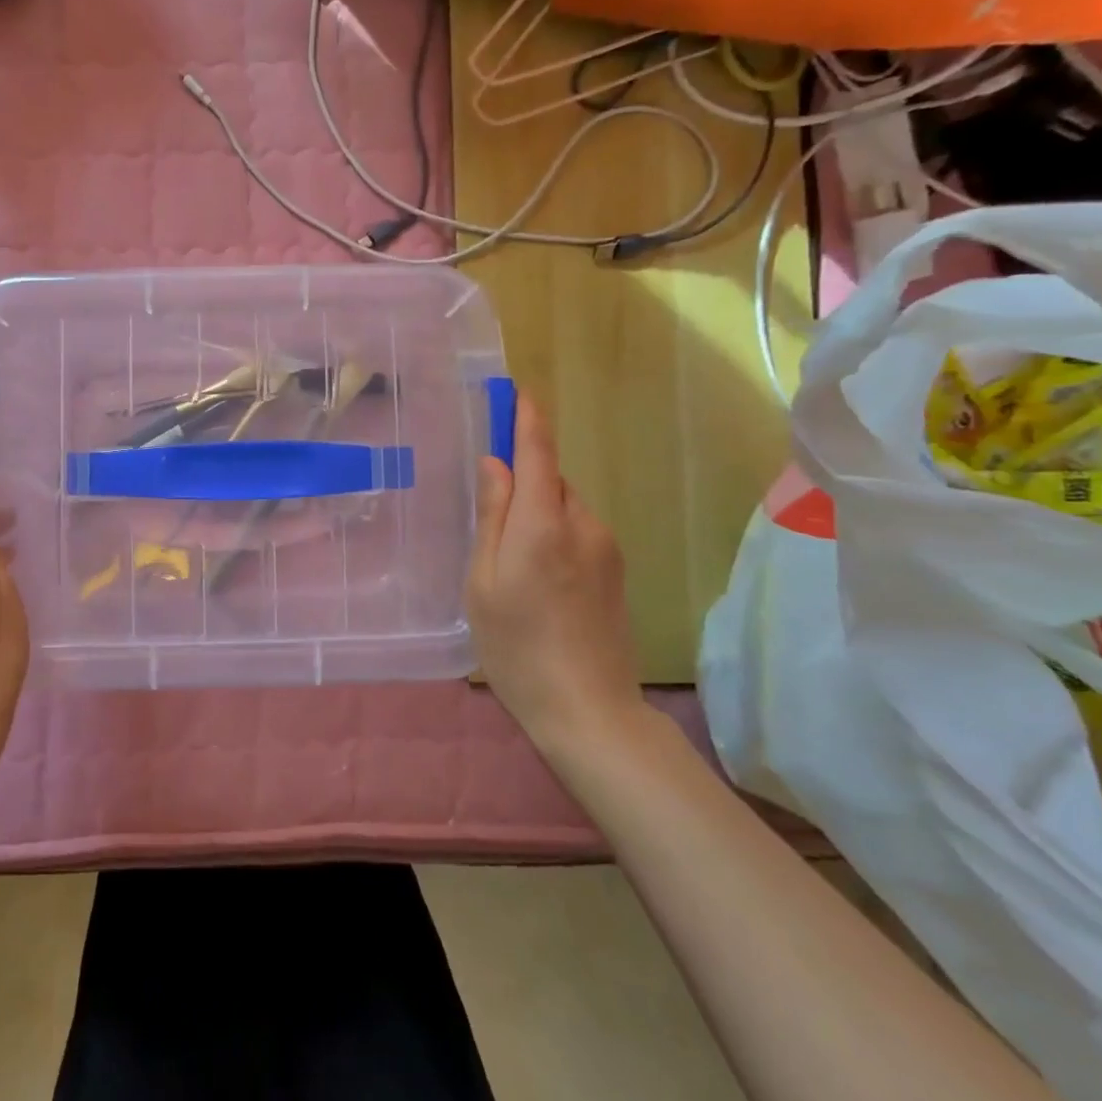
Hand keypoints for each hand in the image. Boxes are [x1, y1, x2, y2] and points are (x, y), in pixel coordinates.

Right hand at [466, 393, 645, 752]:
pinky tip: (538, 582)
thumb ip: (492, 517)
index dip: (526, 416)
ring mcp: (606, 547)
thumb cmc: (517, 647)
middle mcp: (583, 523)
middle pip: (549, 479)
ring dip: (537, 514)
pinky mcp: (616, 570)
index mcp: (543, 523)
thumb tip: (494, 464)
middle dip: (521, 481)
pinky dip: (553, 535)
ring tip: (510, 565)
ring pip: (563, 507)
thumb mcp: (484, 582)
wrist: (590, 711)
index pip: (537, 451)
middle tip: (488, 521)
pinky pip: (577, 531)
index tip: (516, 388)